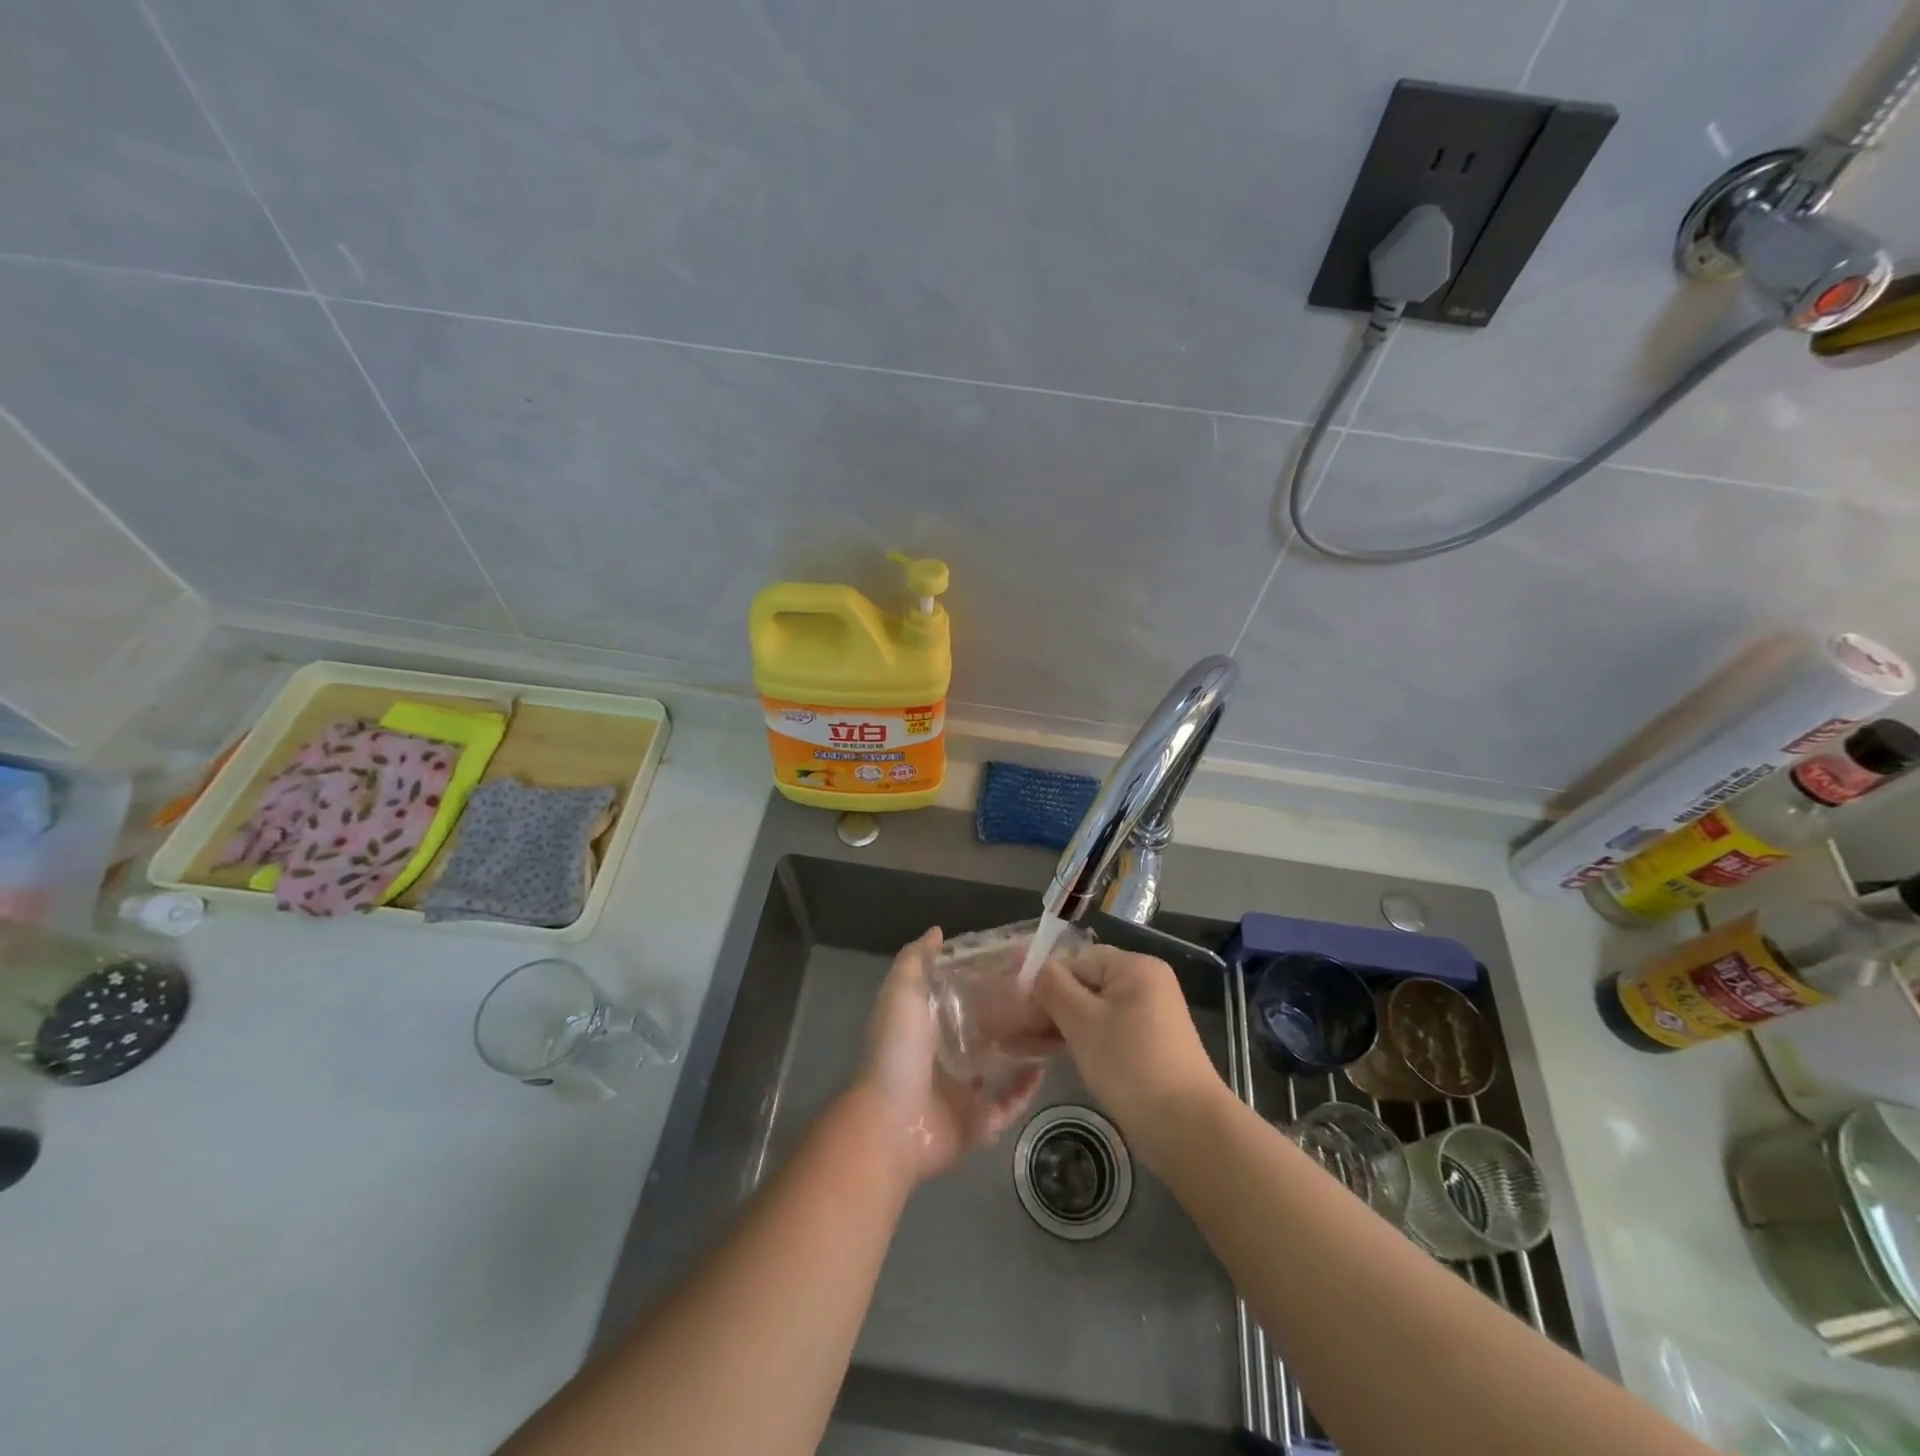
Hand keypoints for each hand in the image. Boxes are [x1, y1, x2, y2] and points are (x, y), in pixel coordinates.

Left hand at [854, 928, 1042, 1184]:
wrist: (891, 1124)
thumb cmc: (897, 1052)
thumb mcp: (901, 993)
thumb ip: (916, 960)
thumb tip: (937, 931)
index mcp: (927, 1025)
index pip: (961, 995)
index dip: (986, 978)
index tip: (1018, 962)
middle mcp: (945, 1056)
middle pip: (985, 1029)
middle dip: (1011, 1013)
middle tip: (1044, 994)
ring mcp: (962, 1091)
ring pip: (1001, 1065)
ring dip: (1023, 1049)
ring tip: (1053, 1027)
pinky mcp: (978, 1122)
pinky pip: (1008, 1104)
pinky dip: (1025, 1089)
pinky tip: (1044, 1068)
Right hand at [1032, 945, 1227, 1163]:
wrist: (1187, 1129)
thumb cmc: (1131, 1064)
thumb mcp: (1083, 1021)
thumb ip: (1053, 987)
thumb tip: (1033, 968)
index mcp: (1134, 967)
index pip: (1076, 959)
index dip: (1042, 978)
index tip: (1011, 1003)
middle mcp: (1144, 984)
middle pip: (1083, 984)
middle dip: (1045, 1005)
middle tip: (1008, 1028)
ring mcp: (1147, 1017)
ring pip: (1090, 1011)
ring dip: (1056, 1024)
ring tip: (1018, 1043)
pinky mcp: (1146, 1046)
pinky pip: (1103, 1032)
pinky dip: (1077, 1039)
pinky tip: (1047, 1052)